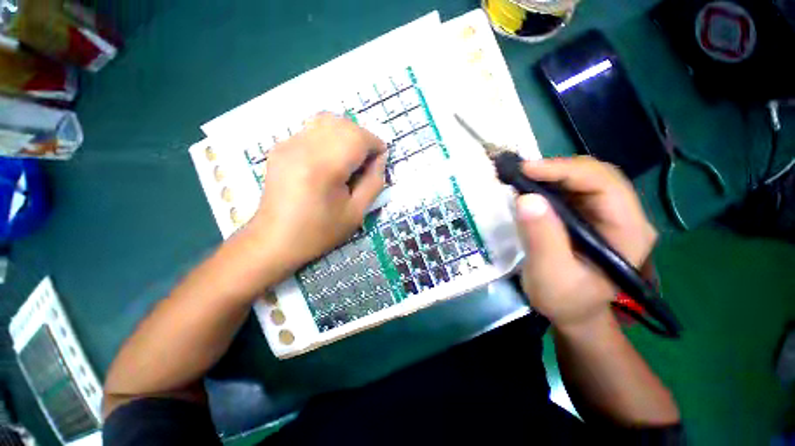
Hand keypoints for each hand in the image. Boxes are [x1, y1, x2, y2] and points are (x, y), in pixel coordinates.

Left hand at [246, 113, 386, 276]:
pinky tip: (329, 159)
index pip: (357, 137)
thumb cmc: (319, 232)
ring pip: (326, 120)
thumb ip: (374, 182)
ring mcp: (287, 143)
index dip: (375, 145)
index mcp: (323, 167)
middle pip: (343, 124)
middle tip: (366, 162)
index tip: (380, 160)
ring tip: (350, 158)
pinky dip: (329, 137)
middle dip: (363, 138)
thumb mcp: (356, 213)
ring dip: (346, 134)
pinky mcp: (280, 146)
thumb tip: (380, 159)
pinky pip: (312, 129)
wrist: (275, 239)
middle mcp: (302, 146)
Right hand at [515, 156, 657, 329]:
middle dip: (556, 169)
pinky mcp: (588, 216)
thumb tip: (526, 199)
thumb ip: (542, 238)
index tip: (525, 170)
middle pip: (595, 175)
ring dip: (550, 174)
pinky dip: (547, 184)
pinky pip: (570, 190)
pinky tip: (529, 188)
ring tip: (520, 177)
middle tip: (519, 173)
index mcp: (628, 231)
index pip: (604, 183)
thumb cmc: (565, 300)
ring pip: (582, 179)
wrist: (572, 312)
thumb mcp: (550, 274)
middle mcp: (623, 215)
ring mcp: (606, 214)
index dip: (565, 170)